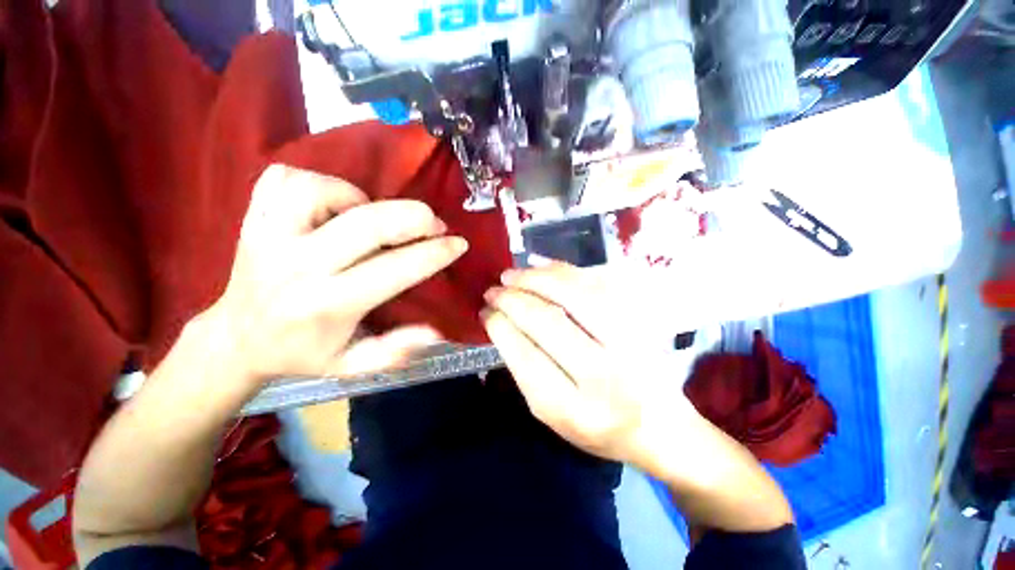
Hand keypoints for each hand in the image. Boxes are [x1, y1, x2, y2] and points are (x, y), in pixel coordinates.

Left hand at [203, 165, 467, 387]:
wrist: (237, 339)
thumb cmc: (302, 354)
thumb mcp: (352, 366)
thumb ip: (395, 351)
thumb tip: (435, 330)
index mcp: (328, 305)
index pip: (395, 269)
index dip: (435, 253)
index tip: (458, 243)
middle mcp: (298, 266)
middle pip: (366, 224)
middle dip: (413, 217)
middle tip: (434, 223)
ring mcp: (269, 236)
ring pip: (321, 190)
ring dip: (361, 197)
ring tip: (374, 215)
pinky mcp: (253, 218)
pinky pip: (286, 179)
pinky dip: (318, 182)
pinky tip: (333, 202)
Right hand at [480, 260, 698, 471]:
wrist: (660, 427)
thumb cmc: (597, 426)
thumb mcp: (552, 415)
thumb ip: (525, 370)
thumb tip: (500, 322)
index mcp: (574, 410)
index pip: (526, 357)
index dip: (501, 327)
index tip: (485, 312)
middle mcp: (604, 375)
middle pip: (549, 321)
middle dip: (513, 300)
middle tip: (493, 290)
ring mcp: (628, 343)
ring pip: (574, 295)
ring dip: (536, 279)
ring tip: (511, 275)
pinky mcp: (638, 321)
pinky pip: (596, 284)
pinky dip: (563, 271)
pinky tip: (540, 266)